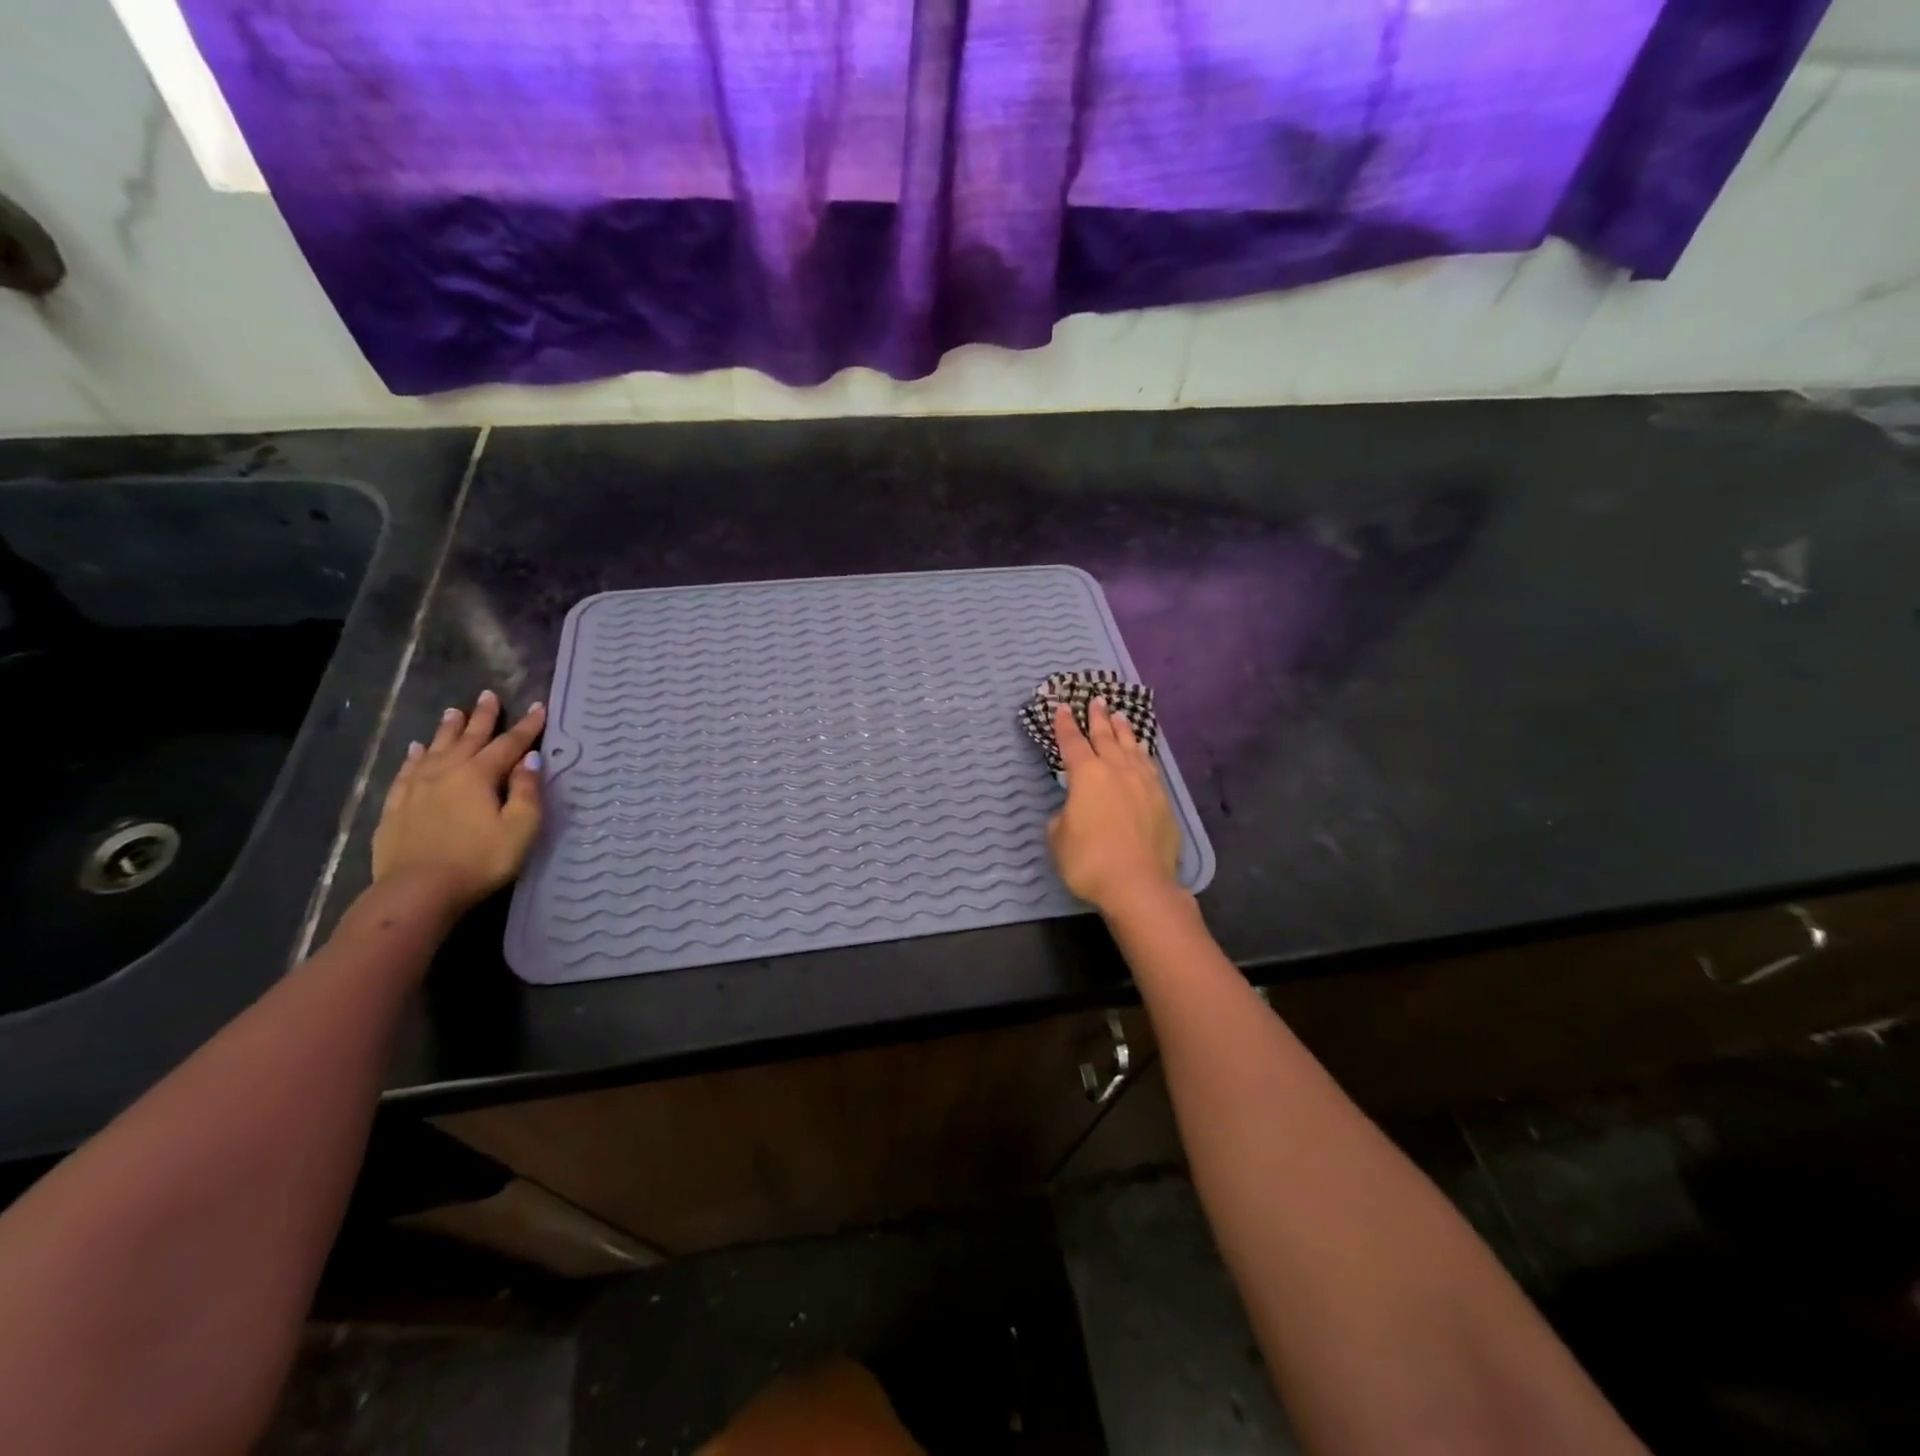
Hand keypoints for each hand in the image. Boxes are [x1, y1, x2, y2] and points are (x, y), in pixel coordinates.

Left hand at [371, 690, 546, 912]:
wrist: (417, 892)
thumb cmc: (480, 860)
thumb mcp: (520, 828)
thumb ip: (527, 791)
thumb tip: (530, 759)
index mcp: (479, 775)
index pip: (509, 744)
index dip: (527, 726)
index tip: (539, 707)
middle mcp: (446, 773)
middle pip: (468, 738)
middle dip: (482, 717)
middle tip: (488, 695)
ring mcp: (416, 789)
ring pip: (435, 749)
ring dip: (447, 730)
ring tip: (453, 712)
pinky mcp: (396, 808)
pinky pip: (407, 772)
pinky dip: (415, 757)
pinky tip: (416, 750)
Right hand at [1046, 697, 1182, 914]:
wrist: (1139, 884)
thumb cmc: (1089, 861)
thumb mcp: (1058, 838)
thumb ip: (1063, 817)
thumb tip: (1073, 812)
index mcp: (1087, 775)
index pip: (1072, 742)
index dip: (1065, 725)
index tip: (1063, 707)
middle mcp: (1117, 770)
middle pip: (1106, 737)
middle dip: (1098, 718)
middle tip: (1096, 700)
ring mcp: (1144, 784)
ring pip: (1132, 748)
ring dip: (1124, 731)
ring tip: (1120, 717)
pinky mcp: (1163, 801)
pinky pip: (1150, 767)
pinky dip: (1143, 755)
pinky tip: (1142, 754)